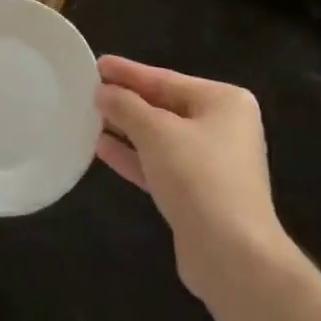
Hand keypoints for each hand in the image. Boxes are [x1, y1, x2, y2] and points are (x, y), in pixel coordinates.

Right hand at [94, 55, 290, 301]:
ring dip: (126, 128)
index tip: (97, 64)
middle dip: (127, 100)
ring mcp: (213, 164)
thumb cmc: (199, 178)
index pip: (167, 79)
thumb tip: (103, 91)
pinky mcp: (199, 195)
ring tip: (88, 115)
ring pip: (161, 138)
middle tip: (89, 89)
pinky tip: (101, 148)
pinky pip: (160, 165)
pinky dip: (134, 157)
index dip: (129, 72)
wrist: (232, 256)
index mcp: (224, 101)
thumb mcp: (157, 132)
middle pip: (165, 106)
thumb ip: (126, 106)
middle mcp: (223, 127)